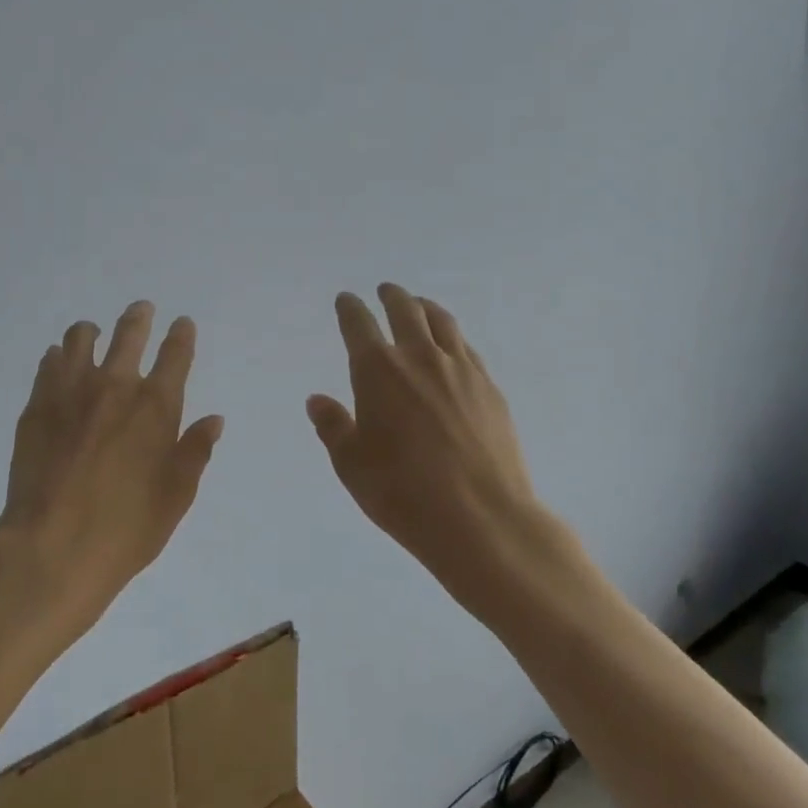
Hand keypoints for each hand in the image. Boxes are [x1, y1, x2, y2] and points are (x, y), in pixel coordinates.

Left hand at [0, 301, 223, 643]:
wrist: (52, 548)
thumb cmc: (126, 528)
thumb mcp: (176, 496)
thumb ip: (195, 451)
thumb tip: (214, 419)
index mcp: (156, 406)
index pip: (175, 355)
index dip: (181, 335)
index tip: (181, 323)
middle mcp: (115, 386)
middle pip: (129, 333)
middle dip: (139, 317)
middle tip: (142, 310)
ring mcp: (71, 391)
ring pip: (80, 338)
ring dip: (92, 331)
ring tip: (93, 333)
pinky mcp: (36, 405)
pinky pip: (48, 363)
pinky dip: (59, 356)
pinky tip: (59, 363)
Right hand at [307, 284, 573, 621]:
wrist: (481, 517)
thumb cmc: (402, 492)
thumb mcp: (351, 464)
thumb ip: (333, 426)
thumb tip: (317, 400)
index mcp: (377, 370)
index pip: (359, 324)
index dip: (349, 308)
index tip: (346, 300)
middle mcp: (419, 358)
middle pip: (405, 311)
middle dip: (391, 296)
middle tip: (385, 291)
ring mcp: (460, 369)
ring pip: (441, 322)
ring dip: (425, 308)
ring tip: (419, 305)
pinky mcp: (489, 387)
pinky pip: (466, 347)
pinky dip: (452, 336)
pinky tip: (451, 346)